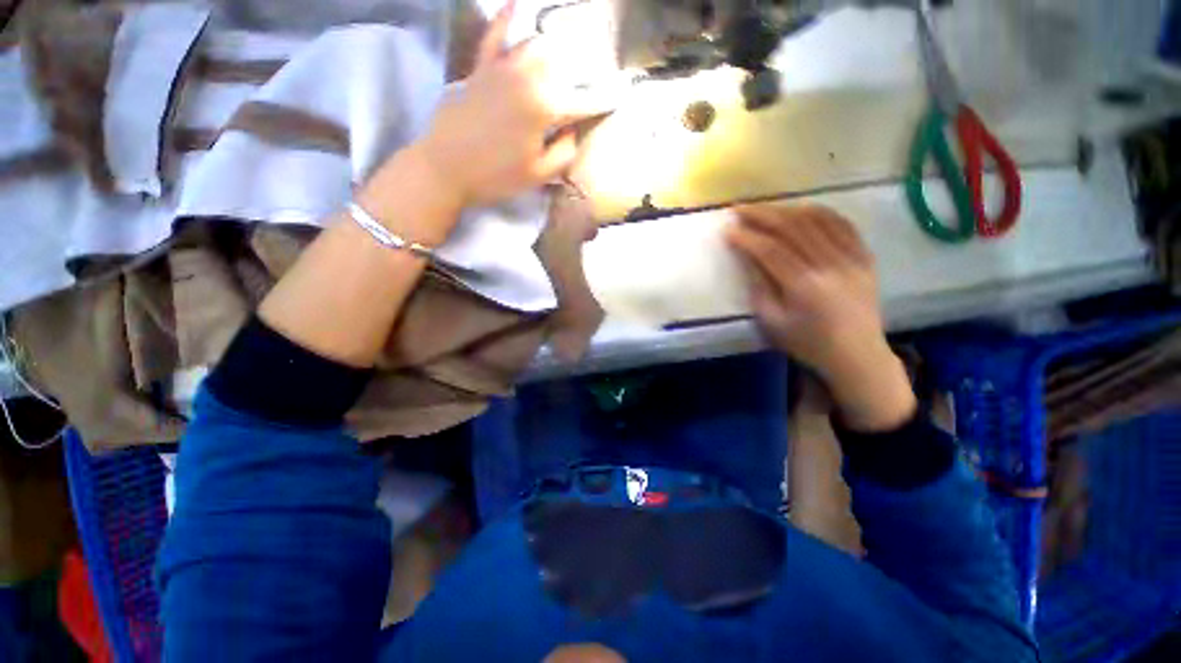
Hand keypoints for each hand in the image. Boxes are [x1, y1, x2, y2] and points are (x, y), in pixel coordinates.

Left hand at [416, 1, 612, 209]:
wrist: (444, 168)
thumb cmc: (495, 177)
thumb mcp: (539, 175)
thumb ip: (564, 152)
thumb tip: (573, 131)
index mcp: (545, 109)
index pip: (585, 100)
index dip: (606, 98)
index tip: (622, 94)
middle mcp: (527, 78)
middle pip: (564, 63)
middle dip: (582, 68)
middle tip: (591, 78)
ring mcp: (501, 68)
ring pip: (535, 43)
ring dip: (555, 45)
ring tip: (568, 48)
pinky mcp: (480, 68)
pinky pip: (494, 36)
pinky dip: (505, 19)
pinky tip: (515, 3)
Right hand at [726, 205, 915, 431]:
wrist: (857, 355)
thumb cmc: (807, 343)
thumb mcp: (772, 323)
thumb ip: (758, 287)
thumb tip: (748, 257)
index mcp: (804, 287)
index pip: (770, 251)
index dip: (746, 238)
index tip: (727, 230)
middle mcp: (830, 265)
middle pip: (792, 228)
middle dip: (762, 215)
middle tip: (739, 209)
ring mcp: (852, 258)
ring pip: (816, 220)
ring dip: (786, 209)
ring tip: (765, 208)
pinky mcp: (865, 257)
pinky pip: (842, 224)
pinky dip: (819, 213)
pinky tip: (802, 209)